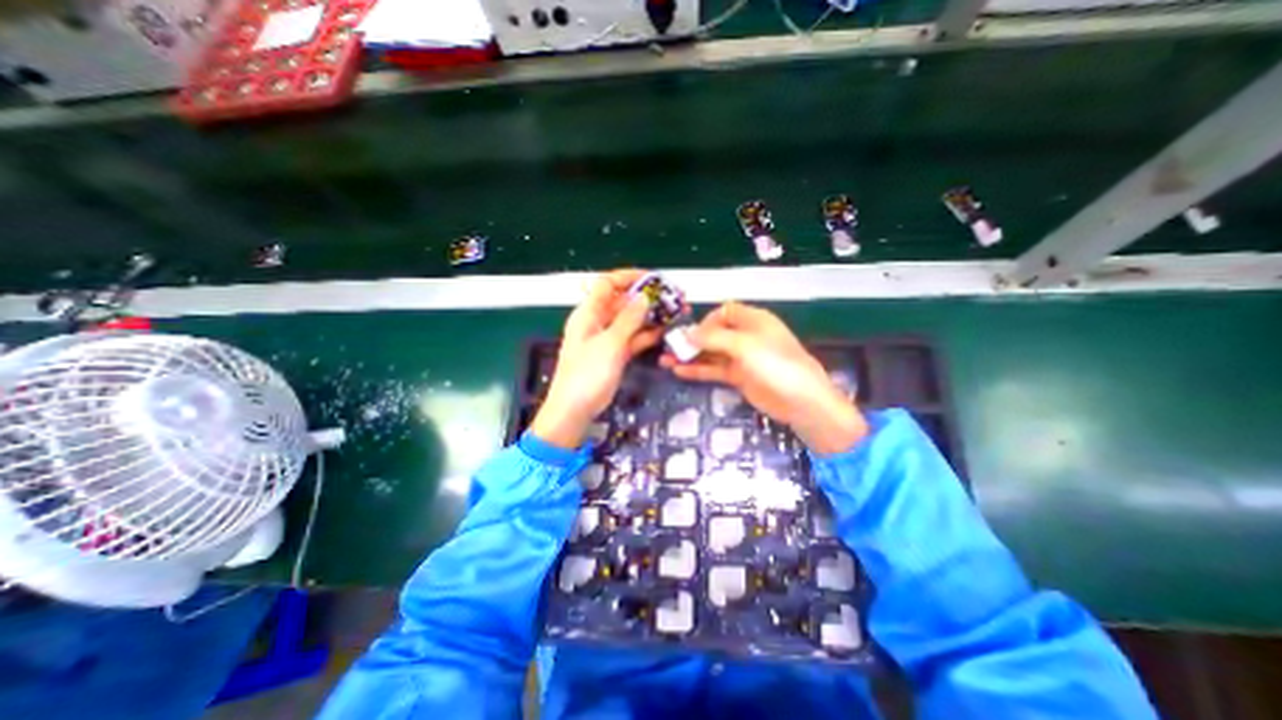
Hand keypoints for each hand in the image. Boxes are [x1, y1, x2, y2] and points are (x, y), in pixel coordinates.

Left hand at [527, 270, 659, 449]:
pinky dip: (647, 334)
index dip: (629, 277)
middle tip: (673, 297)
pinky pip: (633, 337)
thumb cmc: (586, 375)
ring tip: (676, 312)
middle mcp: (598, 321)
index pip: (608, 284)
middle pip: (624, 301)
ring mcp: (608, 338)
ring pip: (632, 320)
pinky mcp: (616, 353)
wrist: (575, 409)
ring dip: (652, 316)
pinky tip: (665, 331)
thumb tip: (644, 297)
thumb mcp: (609, 344)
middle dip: (647, 297)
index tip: (654, 279)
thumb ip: (628, 320)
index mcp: (589, 313)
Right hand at [668, 303, 865, 454]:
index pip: (724, 312)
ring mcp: (742, 358)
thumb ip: (713, 338)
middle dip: (692, 340)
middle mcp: (746, 336)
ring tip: (665, 361)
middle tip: (668, 348)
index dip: (706, 321)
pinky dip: (698, 370)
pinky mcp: (739, 377)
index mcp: (753, 320)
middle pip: (714, 333)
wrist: (801, 401)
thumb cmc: (775, 364)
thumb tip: (686, 334)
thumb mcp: (743, 345)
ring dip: (690, 356)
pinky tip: (678, 371)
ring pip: (711, 353)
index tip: (691, 334)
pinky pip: (714, 370)